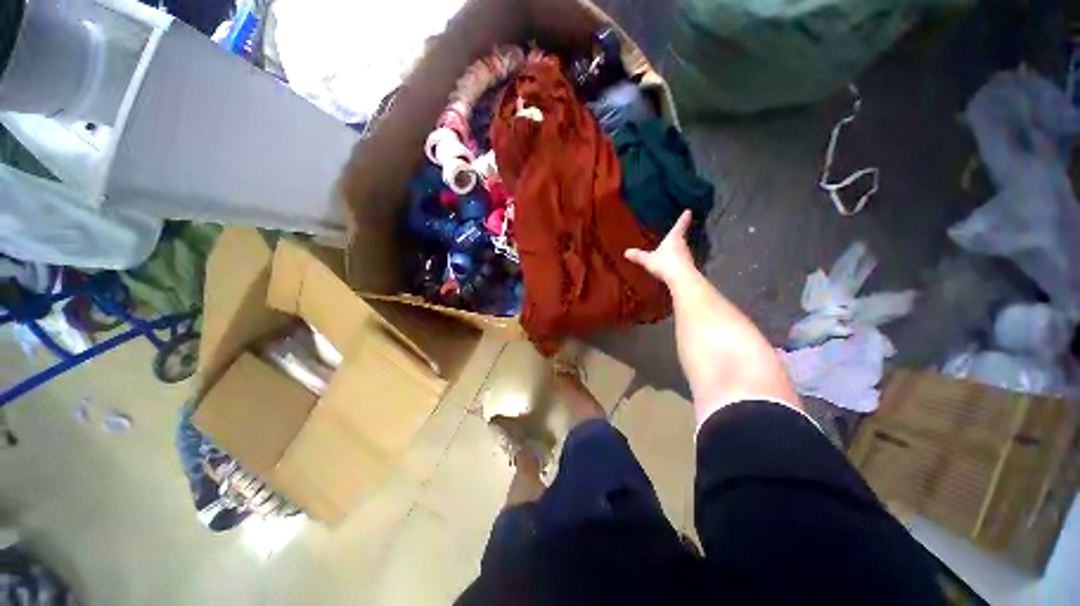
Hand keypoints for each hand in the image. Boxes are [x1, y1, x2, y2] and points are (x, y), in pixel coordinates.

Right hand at [624, 210, 694, 283]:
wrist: (681, 278)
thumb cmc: (665, 263)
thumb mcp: (648, 260)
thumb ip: (638, 256)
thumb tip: (626, 252)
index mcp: (674, 238)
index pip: (680, 225)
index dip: (684, 218)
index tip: (689, 211)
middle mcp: (683, 244)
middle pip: (682, 237)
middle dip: (679, 235)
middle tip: (677, 233)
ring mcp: (687, 256)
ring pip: (682, 249)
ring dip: (678, 249)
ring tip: (672, 250)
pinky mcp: (688, 267)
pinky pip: (681, 261)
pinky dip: (677, 261)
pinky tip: (672, 265)